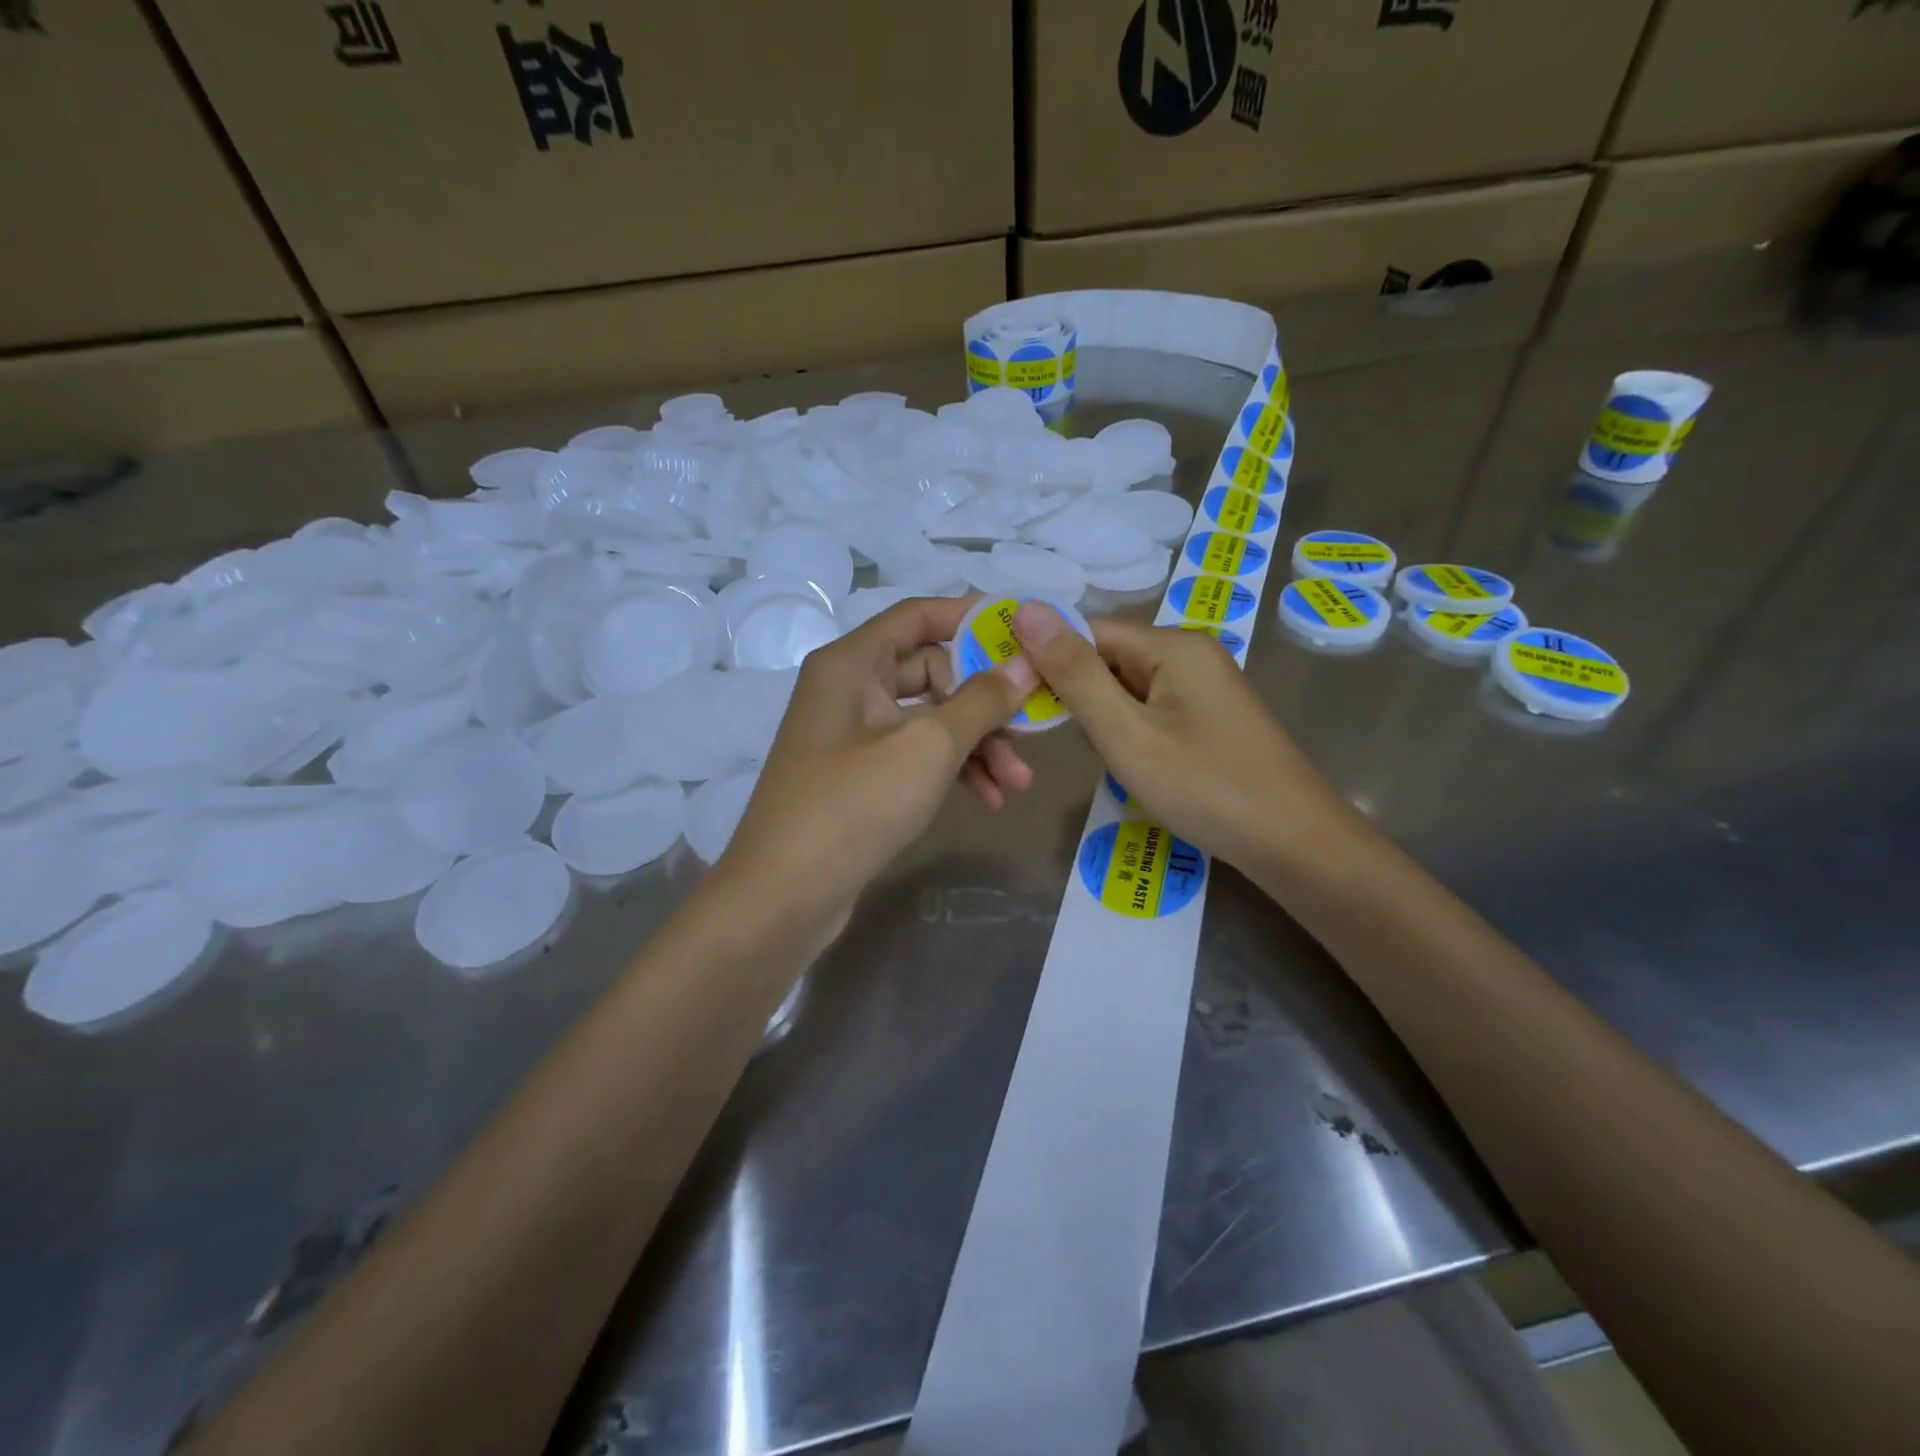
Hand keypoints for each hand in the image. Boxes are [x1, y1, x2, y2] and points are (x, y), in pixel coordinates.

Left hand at [716, 597, 1036, 925]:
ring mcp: (851, 734)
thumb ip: (982, 700)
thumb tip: (1025, 662)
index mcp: (853, 663)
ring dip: (976, 745)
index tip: (1024, 632)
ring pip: (929, 720)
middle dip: (985, 704)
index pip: (919, 615)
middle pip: (932, 672)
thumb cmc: (855, 804)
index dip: (972, 617)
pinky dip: (951, 770)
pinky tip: (987, 800)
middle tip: (1030, 731)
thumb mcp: (929, 746)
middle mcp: (848, 688)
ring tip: (1018, 784)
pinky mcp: (858, 775)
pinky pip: (915, 755)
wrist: (784, 895)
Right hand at [1010, 602, 1345, 871]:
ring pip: (1127, 689)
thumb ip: (1074, 675)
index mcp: (1173, 644)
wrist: (1294, 844)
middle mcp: (1192, 652)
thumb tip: (1026, 609)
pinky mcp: (1211, 716)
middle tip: (1094, 749)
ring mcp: (1206, 685)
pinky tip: (1143, 769)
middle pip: (1109, 659)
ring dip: (1108, 723)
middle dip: (1085, 702)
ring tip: (1123, 764)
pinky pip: (1152, 710)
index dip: (1050, 662)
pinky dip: (1134, 735)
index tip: (1022, 704)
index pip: (1088, 632)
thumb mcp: (1125, 734)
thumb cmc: (1205, 787)